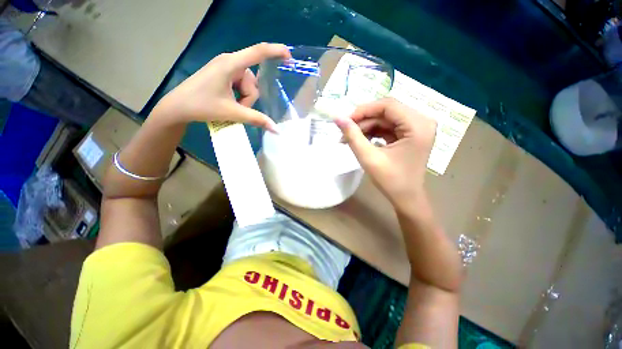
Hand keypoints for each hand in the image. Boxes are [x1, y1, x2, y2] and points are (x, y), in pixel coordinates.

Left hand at [156, 43, 290, 130]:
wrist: (178, 107)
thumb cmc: (202, 106)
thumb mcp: (232, 113)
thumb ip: (257, 120)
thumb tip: (276, 129)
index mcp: (231, 64)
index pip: (258, 52)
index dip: (275, 51)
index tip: (289, 56)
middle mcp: (230, 61)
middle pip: (253, 80)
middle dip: (249, 98)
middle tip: (236, 107)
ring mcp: (226, 67)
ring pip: (248, 84)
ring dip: (244, 99)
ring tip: (231, 105)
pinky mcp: (223, 73)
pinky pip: (240, 84)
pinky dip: (240, 95)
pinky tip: (230, 100)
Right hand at [335, 98, 436, 207]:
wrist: (406, 198)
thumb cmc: (390, 181)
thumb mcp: (368, 158)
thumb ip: (352, 136)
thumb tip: (337, 118)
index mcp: (418, 125)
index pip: (388, 105)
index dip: (364, 110)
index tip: (345, 121)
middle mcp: (422, 121)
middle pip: (387, 110)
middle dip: (364, 120)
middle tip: (345, 131)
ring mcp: (418, 127)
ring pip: (386, 118)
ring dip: (367, 126)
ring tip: (350, 138)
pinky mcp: (411, 133)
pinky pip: (389, 126)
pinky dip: (374, 131)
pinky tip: (362, 140)